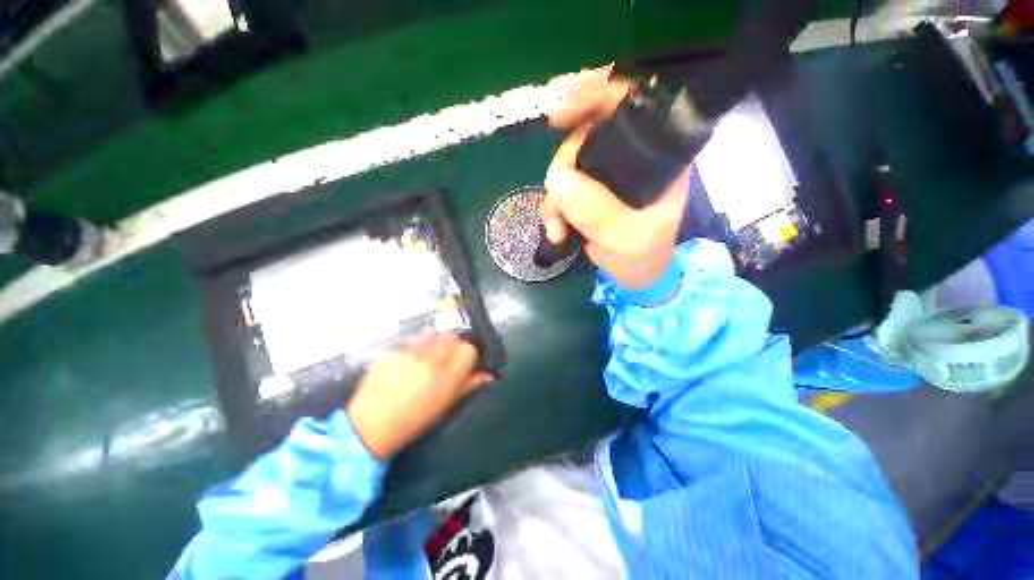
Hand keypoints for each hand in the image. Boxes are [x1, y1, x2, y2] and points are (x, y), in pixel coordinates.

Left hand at [347, 334, 492, 459]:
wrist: (370, 426)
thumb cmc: (414, 420)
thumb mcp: (445, 406)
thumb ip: (468, 385)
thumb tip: (489, 375)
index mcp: (447, 377)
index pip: (469, 349)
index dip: (467, 354)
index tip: (461, 361)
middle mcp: (431, 361)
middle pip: (452, 337)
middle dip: (451, 345)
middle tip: (442, 357)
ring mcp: (410, 354)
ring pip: (432, 334)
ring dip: (433, 341)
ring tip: (424, 356)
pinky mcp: (392, 350)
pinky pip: (410, 341)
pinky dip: (412, 347)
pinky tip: (404, 362)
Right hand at [541, 71, 690, 289]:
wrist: (633, 276)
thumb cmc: (644, 257)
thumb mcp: (627, 237)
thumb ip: (596, 211)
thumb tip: (556, 179)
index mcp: (656, 155)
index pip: (630, 106)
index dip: (595, 95)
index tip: (560, 109)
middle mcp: (629, 157)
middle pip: (587, 133)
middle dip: (564, 162)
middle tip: (555, 190)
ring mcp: (604, 176)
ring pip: (567, 165)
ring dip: (555, 197)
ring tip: (558, 228)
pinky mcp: (586, 193)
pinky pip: (560, 189)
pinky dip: (552, 210)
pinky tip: (557, 232)